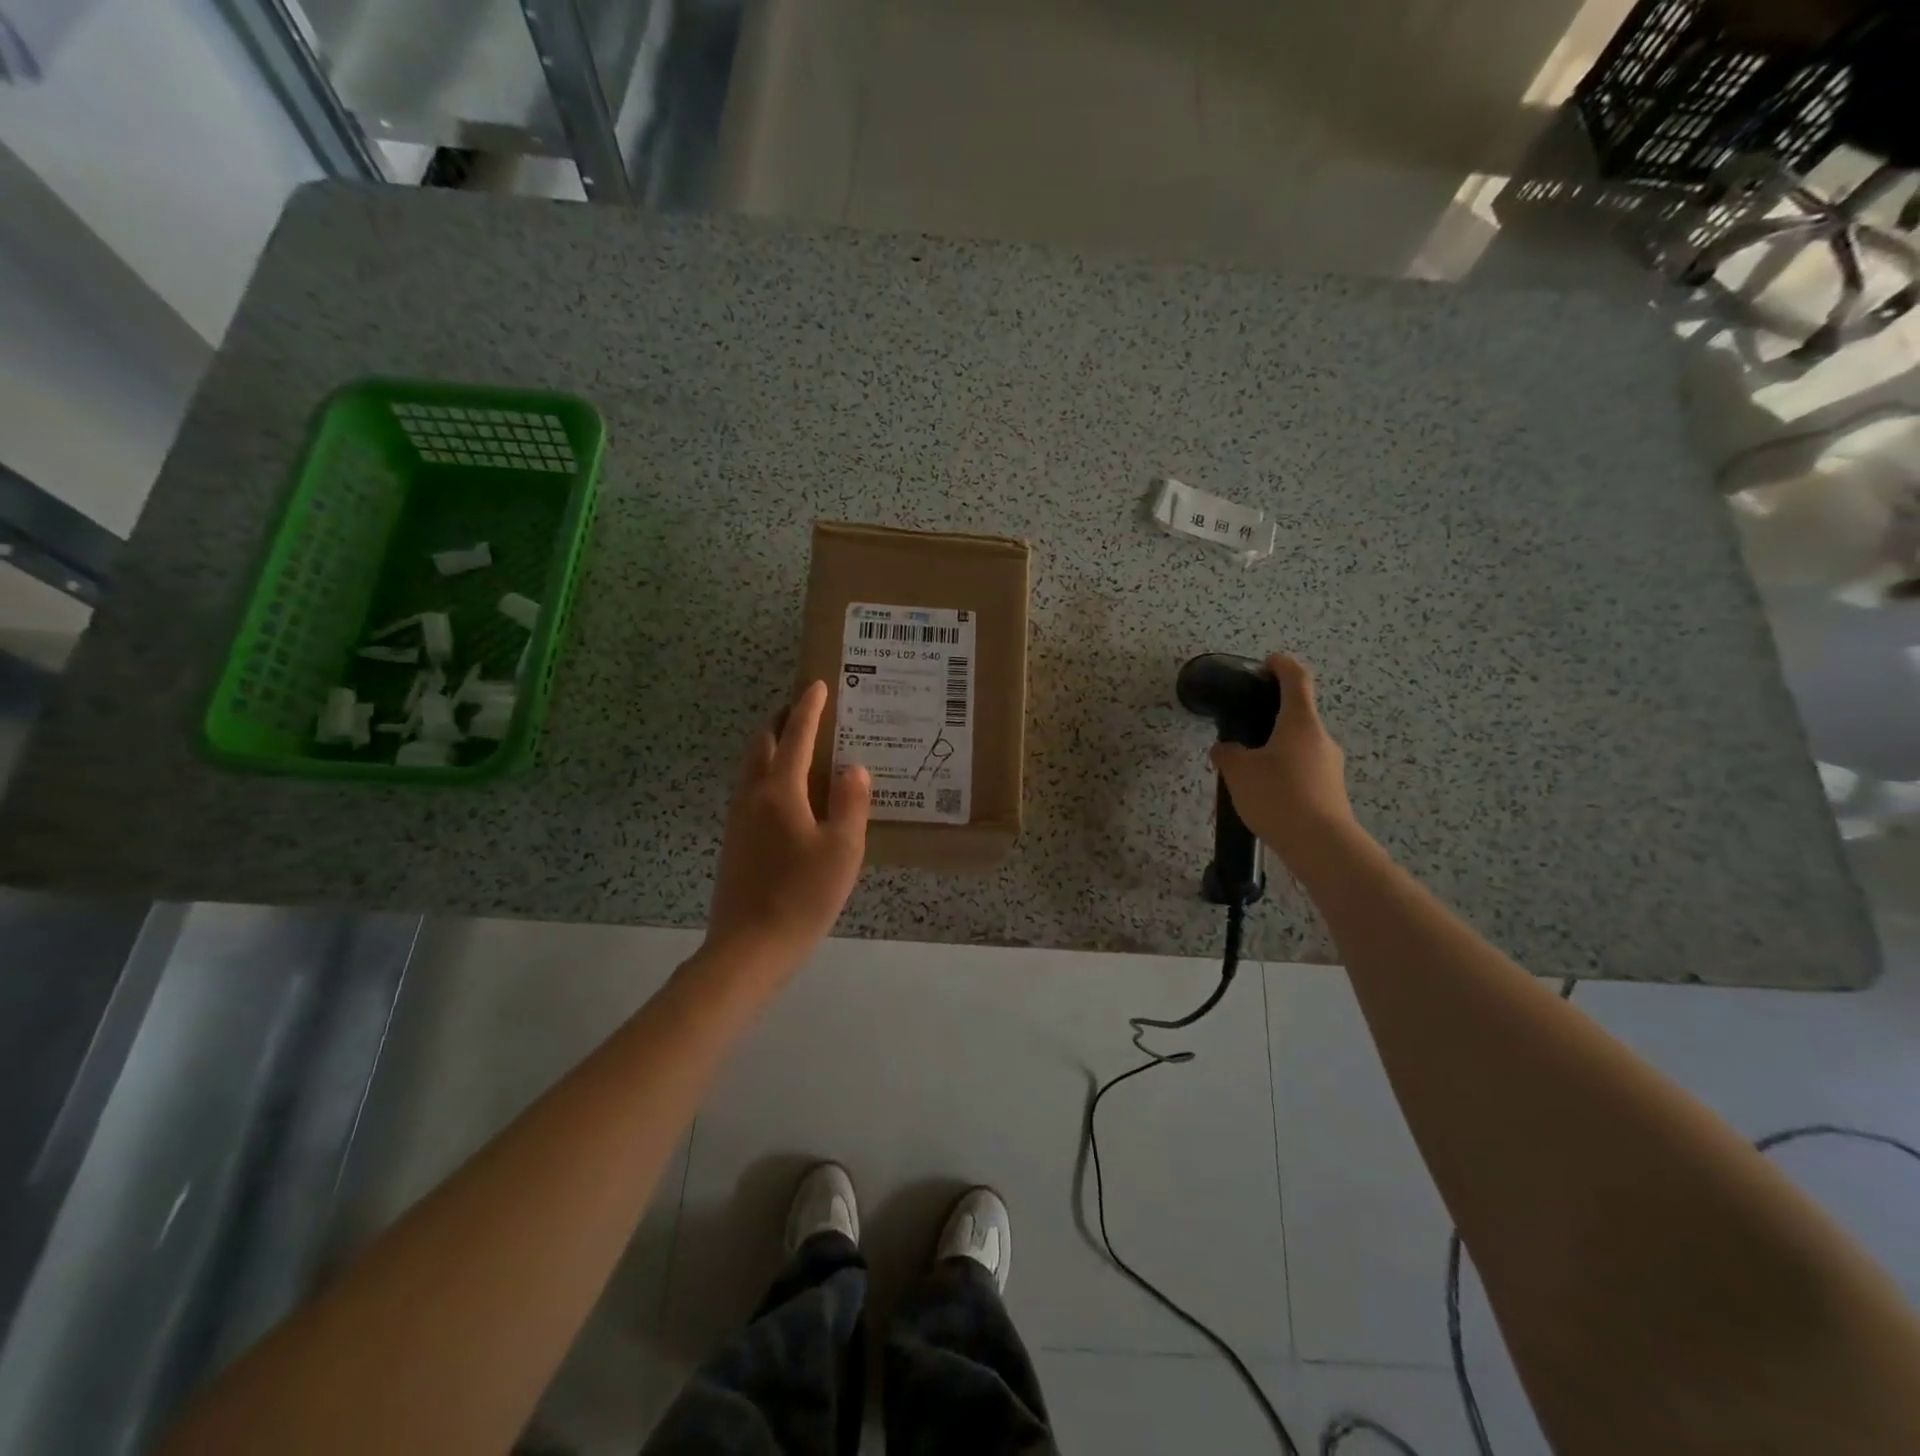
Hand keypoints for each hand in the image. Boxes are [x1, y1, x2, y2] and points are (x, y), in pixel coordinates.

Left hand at [703, 680, 869, 977]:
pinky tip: (788, 795)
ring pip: (751, 767)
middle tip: (806, 711)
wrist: (750, 947)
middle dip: (782, 721)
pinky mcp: (735, 842)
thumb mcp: (842, 850)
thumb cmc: (802, 896)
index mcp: (780, 791)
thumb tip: (853, 768)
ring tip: (798, 746)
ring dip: (771, 747)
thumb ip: (850, 803)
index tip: (817, 685)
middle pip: (762, 744)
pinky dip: (768, 774)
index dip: (808, 709)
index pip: (795, 736)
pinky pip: (751, 790)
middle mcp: (752, 796)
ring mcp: (738, 819)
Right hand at [1209, 654, 1360, 869]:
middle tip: (1242, 730)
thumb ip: (1227, 754)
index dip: (1281, 665)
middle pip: (1297, 715)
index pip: (1296, 679)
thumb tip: (1226, 749)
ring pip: (1298, 746)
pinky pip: (1302, 770)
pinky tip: (1264, 793)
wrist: (1321, 845)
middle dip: (1271, 717)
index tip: (1268, 662)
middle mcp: (1320, 738)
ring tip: (1247, 769)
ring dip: (1275, 749)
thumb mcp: (1238, 772)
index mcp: (1300, 722)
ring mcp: (1330, 765)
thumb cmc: (1278, 796)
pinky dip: (1283, 772)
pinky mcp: (1331, 790)